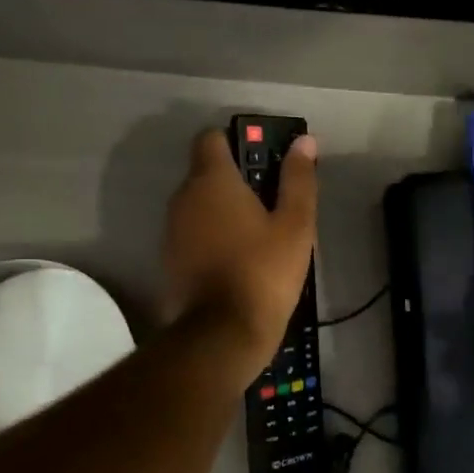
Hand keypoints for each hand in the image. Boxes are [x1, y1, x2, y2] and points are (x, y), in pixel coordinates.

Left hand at [162, 129, 317, 381]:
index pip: (211, 138)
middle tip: (273, 202)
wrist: (221, 334)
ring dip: (224, 210)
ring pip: (199, 205)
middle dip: (236, 179)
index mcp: (212, 180)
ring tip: (260, 235)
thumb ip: (298, 180)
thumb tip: (303, 141)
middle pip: (206, 172)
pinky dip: (213, 236)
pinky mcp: (169, 260)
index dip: (237, 142)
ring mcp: (172, 230)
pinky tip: (239, 259)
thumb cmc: (264, 272)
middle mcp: (183, 197)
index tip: (264, 161)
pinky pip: (193, 233)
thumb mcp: (295, 225)